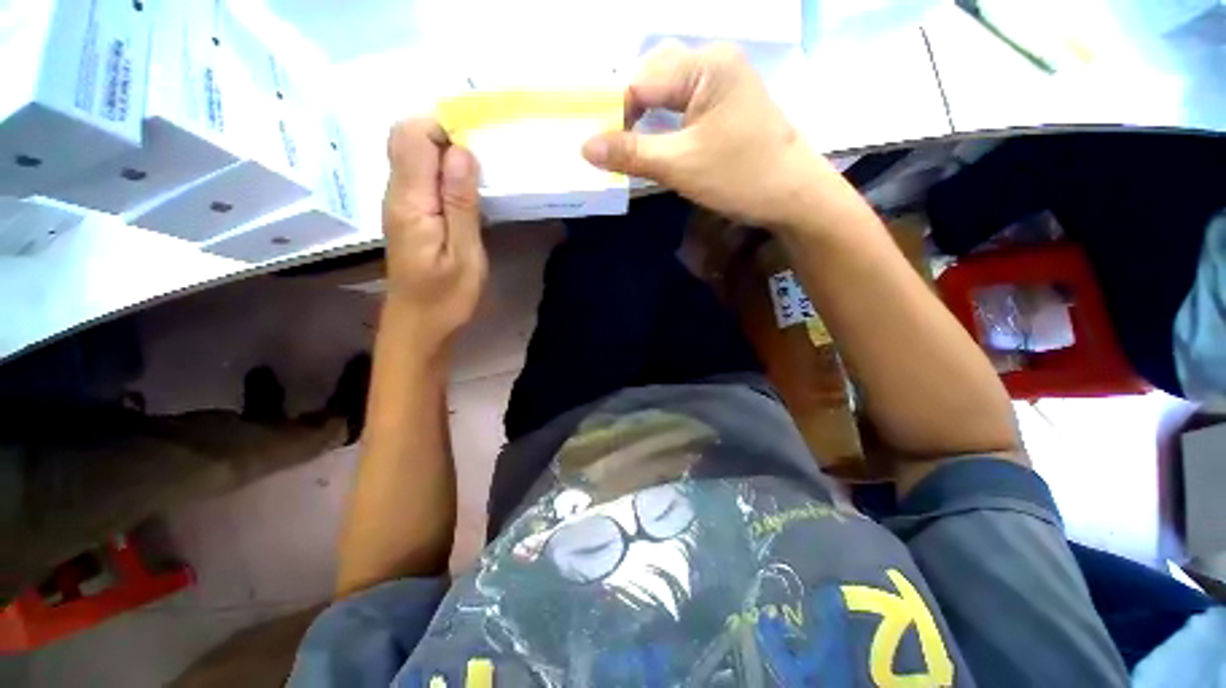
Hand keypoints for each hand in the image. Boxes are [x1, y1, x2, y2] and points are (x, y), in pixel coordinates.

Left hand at [382, 117, 486, 350]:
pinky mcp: (409, 213)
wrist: (419, 325)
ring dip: (448, 154)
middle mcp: (397, 194)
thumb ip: (460, 203)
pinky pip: (421, 176)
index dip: (444, 127)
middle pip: (408, 138)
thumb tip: (461, 151)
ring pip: (415, 155)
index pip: (412, 136)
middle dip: (447, 135)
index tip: (480, 144)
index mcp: (410, 202)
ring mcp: (400, 203)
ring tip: (483, 173)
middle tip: (486, 158)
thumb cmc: (447, 297)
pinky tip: (468, 190)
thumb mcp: (464, 254)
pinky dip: (445, 172)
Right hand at [581, 41, 840, 228]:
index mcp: (705, 65)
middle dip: (627, 111)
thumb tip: (584, 147)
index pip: (641, 79)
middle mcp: (714, 62)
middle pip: (653, 78)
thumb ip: (631, 154)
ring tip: (627, 146)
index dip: (614, 112)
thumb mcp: (680, 166)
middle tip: (611, 147)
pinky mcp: (726, 104)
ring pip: (667, 92)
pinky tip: (655, 141)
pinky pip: (683, 105)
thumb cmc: (740, 177)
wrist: (793, 196)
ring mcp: (723, 82)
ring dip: (644, 117)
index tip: (598, 147)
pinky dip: (664, 123)